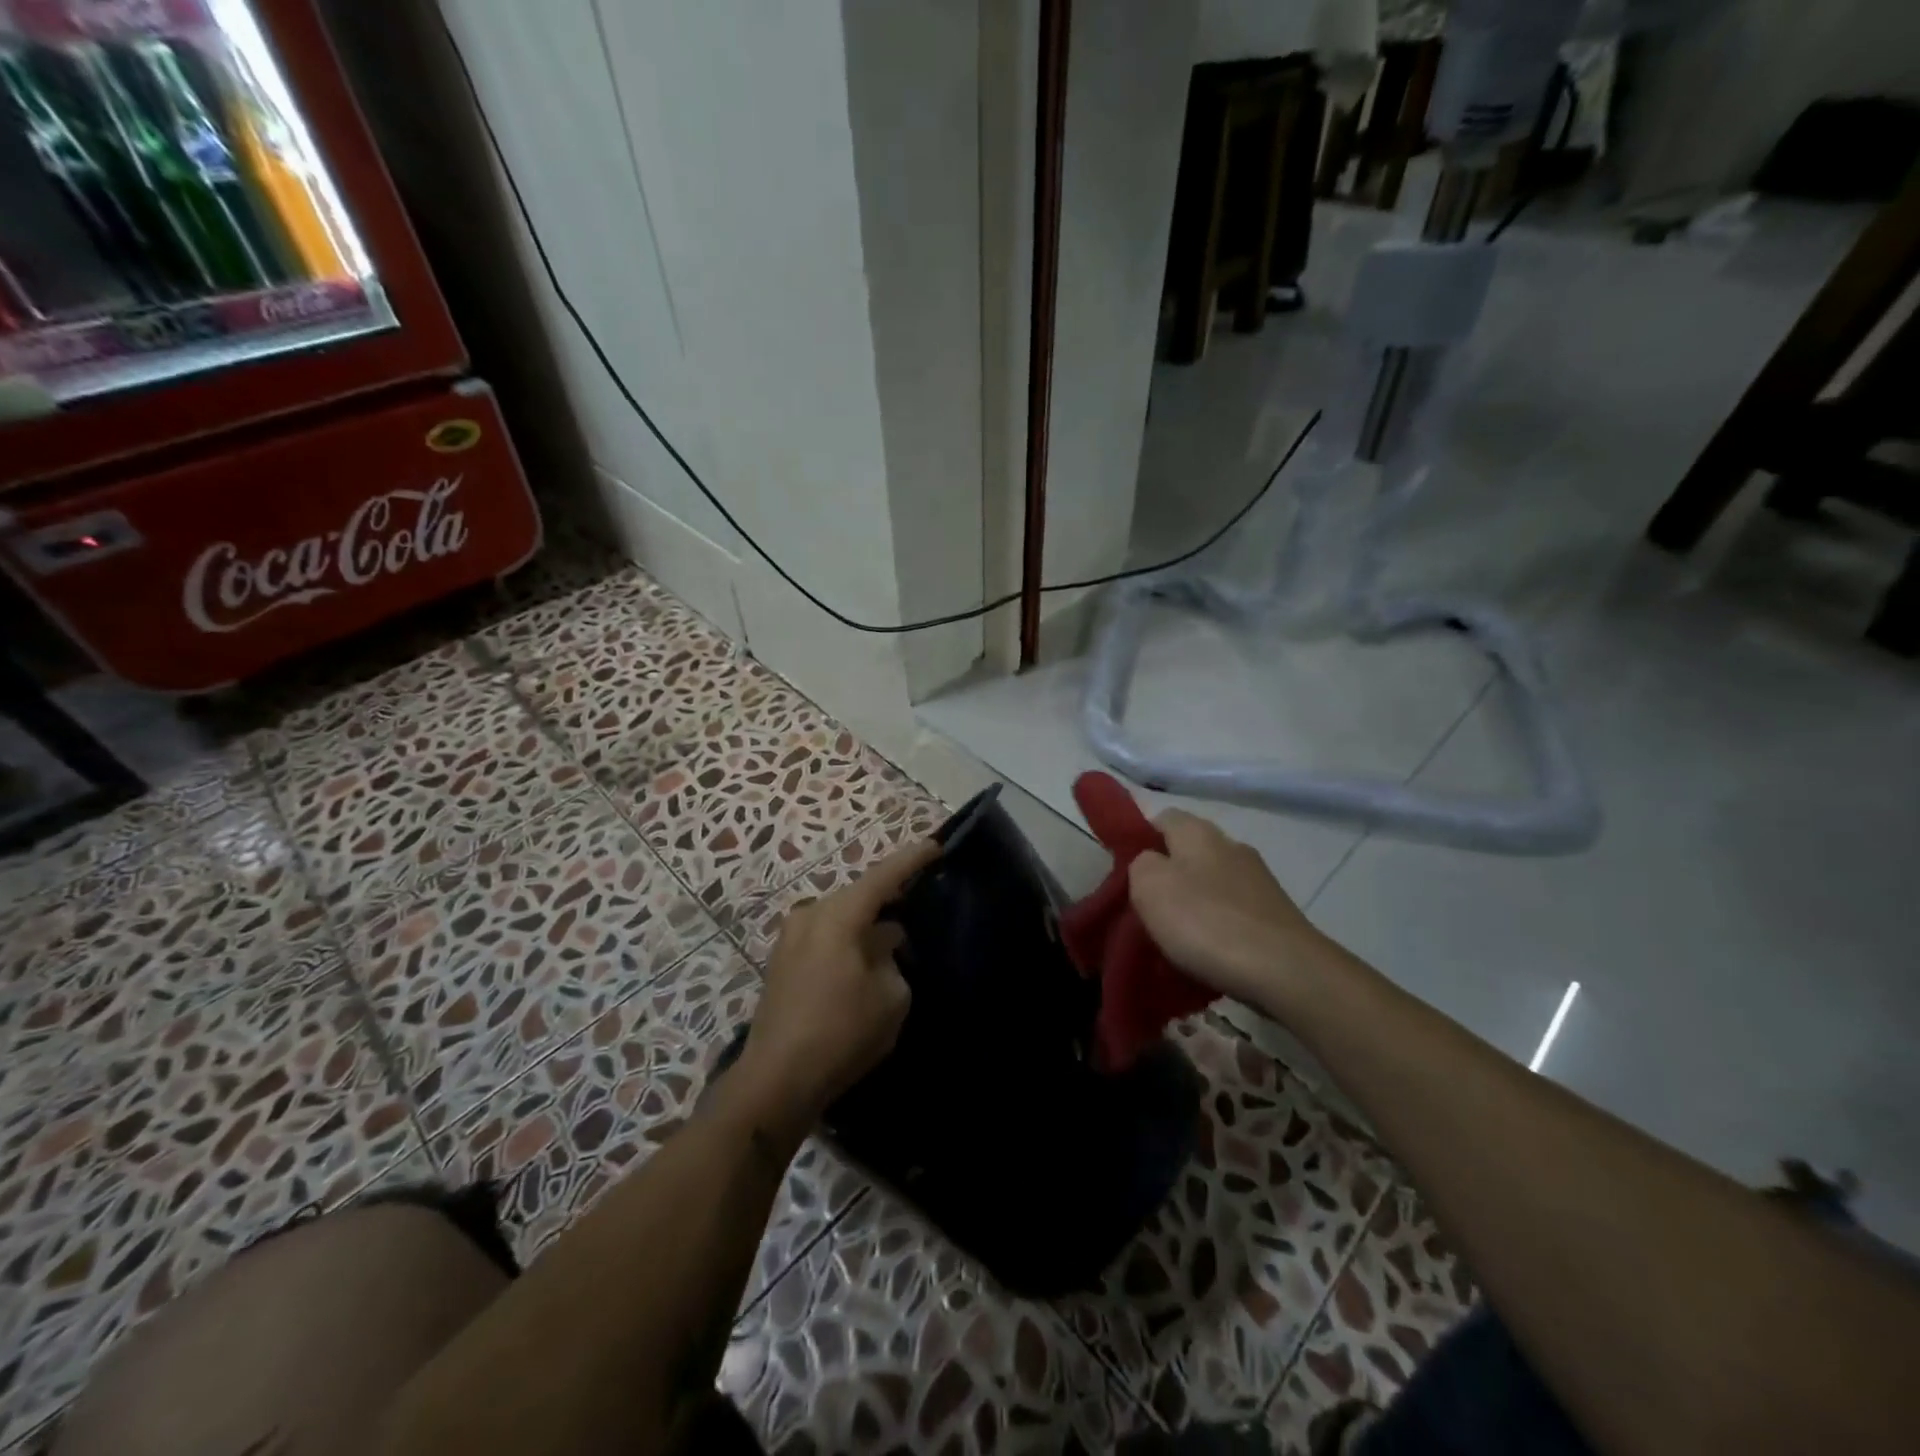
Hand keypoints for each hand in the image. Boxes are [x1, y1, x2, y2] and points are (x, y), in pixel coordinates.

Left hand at [735, 840, 940, 1136]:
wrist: (776, 1080)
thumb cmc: (842, 1032)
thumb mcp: (890, 996)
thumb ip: (893, 957)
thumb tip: (882, 942)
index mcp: (838, 915)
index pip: (883, 876)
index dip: (912, 859)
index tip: (936, 845)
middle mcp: (810, 915)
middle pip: (859, 895)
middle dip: (889, 897)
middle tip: (919, 896)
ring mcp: (790, 938)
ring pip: (841, 917)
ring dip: (867, 923)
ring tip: (895, 934)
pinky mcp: (782, 962)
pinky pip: (825, 937)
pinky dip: (848, 940)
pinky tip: (865, 958)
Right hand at [1127, 809, 1332, 1010]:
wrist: (1286, 971)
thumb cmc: (1206, 921)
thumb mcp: (1149, 886)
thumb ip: (1139, 864)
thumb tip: (1150, 863)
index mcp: (1198, 831)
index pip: (1161, 818)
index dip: (1139, 839)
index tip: (1124, 872)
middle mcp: (1232, 846)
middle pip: (1187, 853)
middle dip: (1166, 877)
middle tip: (1144, 910)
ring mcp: (1259, 880)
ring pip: (1210, 884)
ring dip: (1192, 905)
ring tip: (1173, 939)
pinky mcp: (1275, 915)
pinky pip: (1232, 913)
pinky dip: (1216, 929)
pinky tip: (1207, 954)